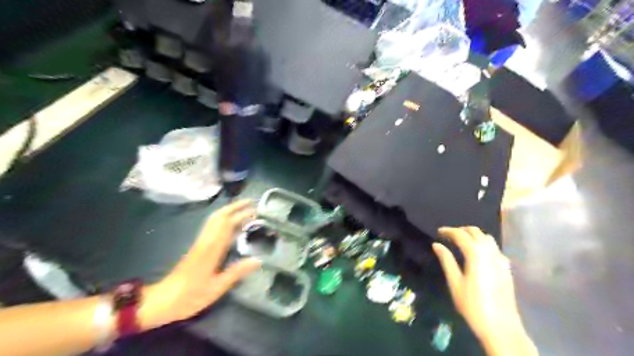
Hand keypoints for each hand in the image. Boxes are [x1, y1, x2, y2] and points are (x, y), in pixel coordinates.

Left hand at [142, 198, 262, 329]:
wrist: (162, 300)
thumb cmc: (190, 296)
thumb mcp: (216, 288)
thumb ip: (237, 272)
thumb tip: (258, 260)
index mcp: (211, 249)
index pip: (227, 224)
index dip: (241, 214)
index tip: (256, 210)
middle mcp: (205, 241)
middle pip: (220, 216)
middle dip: (235, 207)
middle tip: (252, 203)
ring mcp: (200, 242)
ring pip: (214, 219)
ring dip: (229, 210)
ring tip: (244, 209)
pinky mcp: (197, 246)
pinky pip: (212, 226)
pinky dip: (224, 219)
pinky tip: (231, 224)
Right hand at [431, 227, 532, 354]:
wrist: (501, 327)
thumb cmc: (472, 305)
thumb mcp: (455, 283)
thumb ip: (446, 260)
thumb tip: (436, 245)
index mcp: (476, 254)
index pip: (461, 235)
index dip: (448, 230)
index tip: (438, 232)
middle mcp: (490, 252)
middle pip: (476, 232)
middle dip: (461, 230)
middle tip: (448, 235)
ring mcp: (501, 260)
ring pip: (487, 238)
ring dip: (474, 235)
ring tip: (462, 242)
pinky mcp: (507, 268)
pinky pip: (495, 248)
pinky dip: (484, 244)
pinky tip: (478, 254)